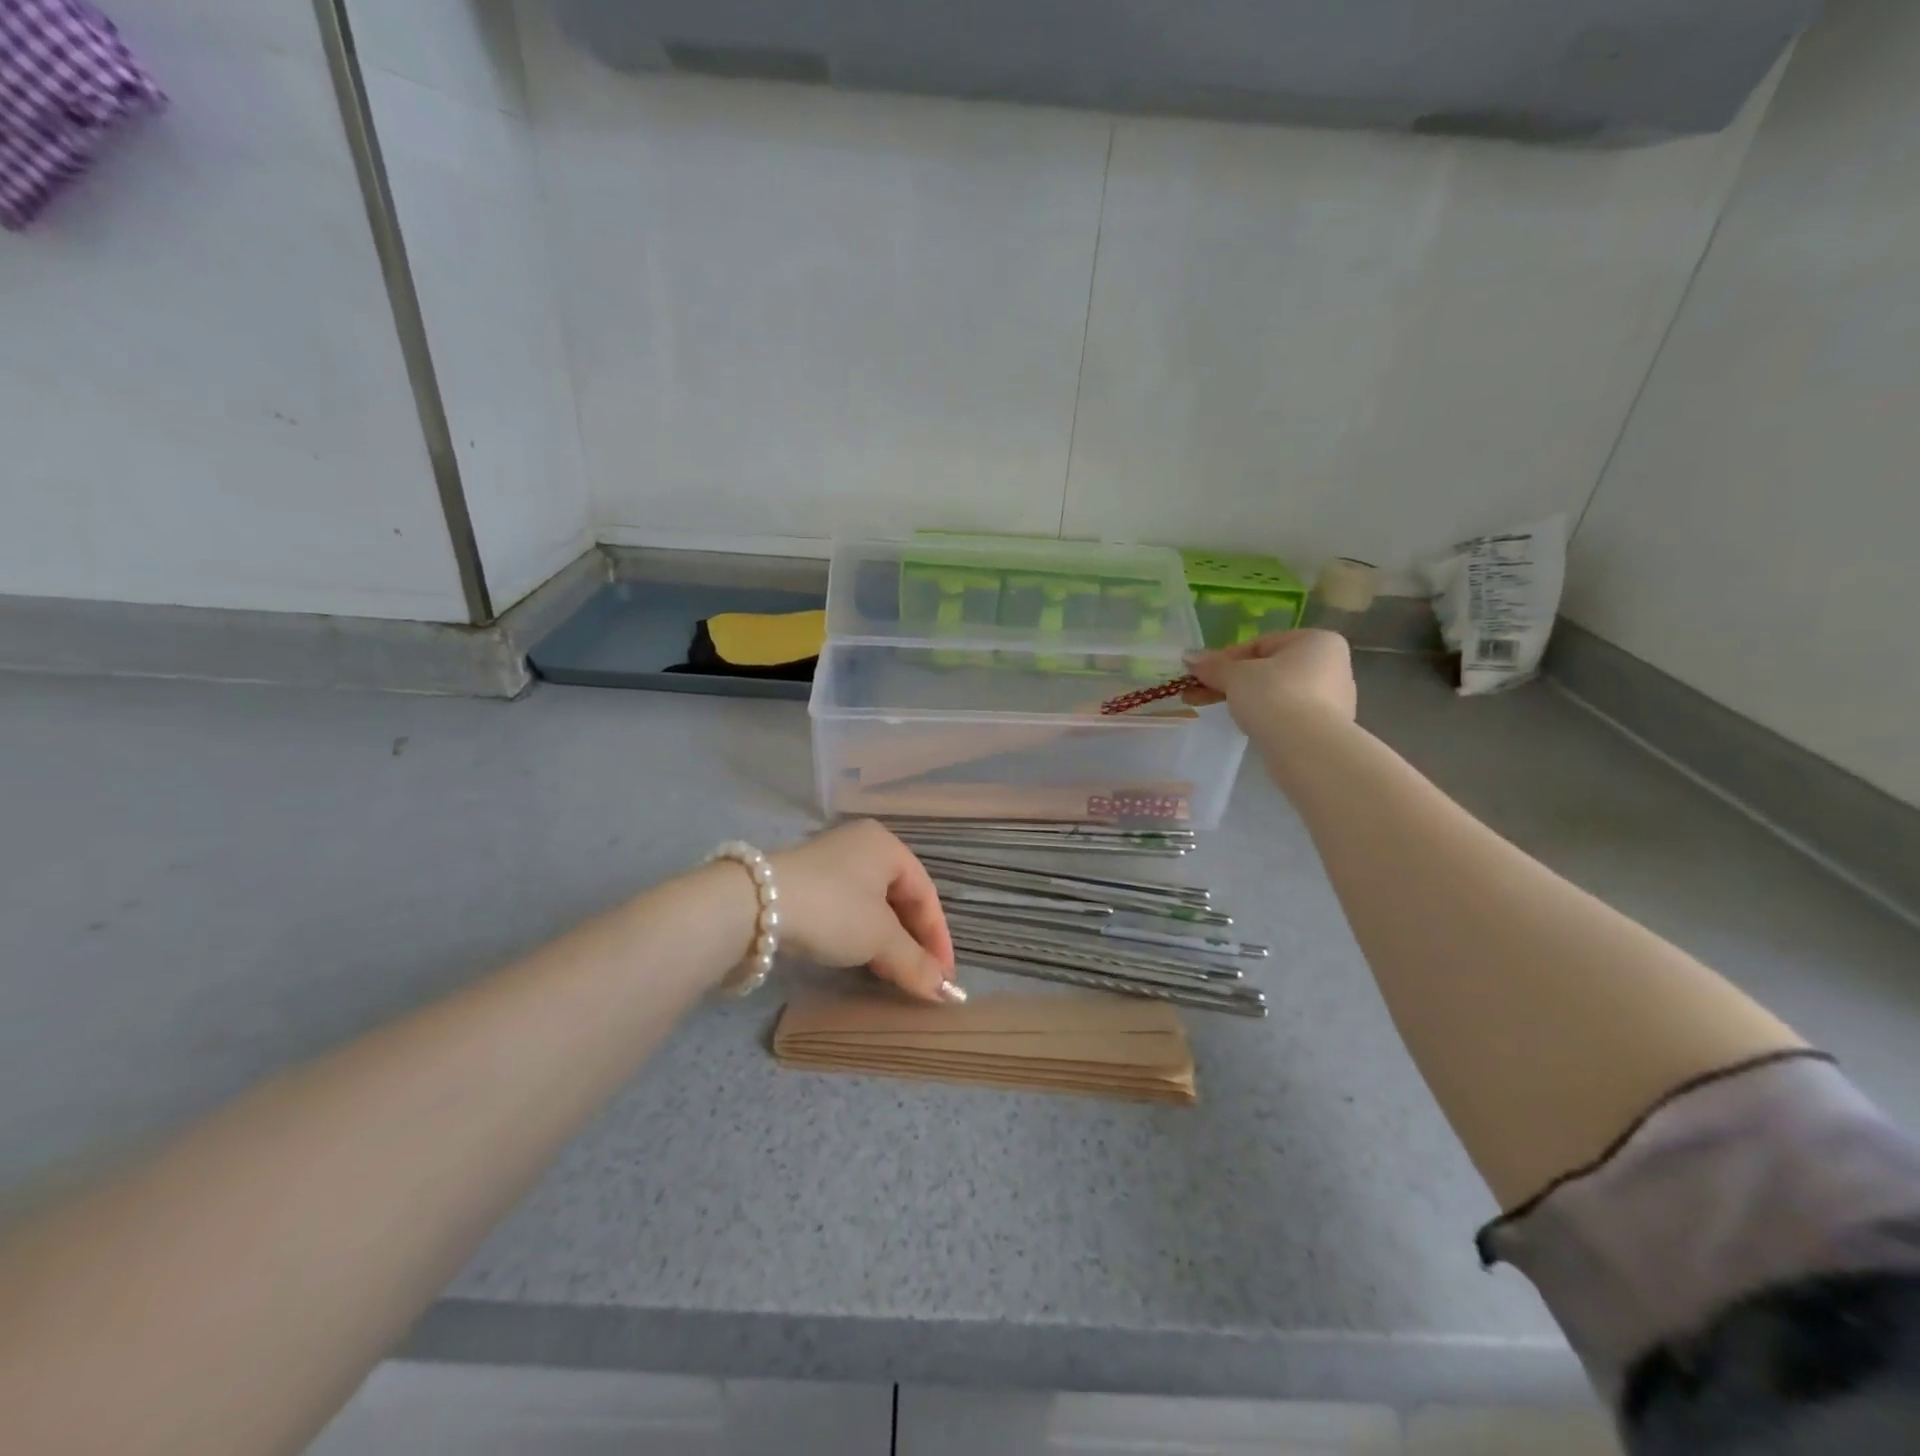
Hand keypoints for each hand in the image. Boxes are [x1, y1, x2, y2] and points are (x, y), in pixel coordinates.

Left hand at [771, 820, 962, 1003]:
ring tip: (892, 974)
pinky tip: (860, 958)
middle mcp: (862, 845)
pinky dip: (860, 934)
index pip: (926, 894)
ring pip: (873, 906)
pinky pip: (847, 908)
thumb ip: (916, 963)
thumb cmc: (833, 910)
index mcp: (887, 846)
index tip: (943, 977)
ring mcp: (831, 861)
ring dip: (887, 942)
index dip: (939, 938)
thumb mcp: (879, 939)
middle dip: (912, 941)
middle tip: (919, 977)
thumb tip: (947, 993)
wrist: (754, 905)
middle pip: (900, 898)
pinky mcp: (806, 881)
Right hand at [1181, 629, 1357, 733]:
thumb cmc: (1274, 696)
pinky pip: (1288, 714)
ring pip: (1278, 692)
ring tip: (1221, 710)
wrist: (1306, 748)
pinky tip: (1249, 726)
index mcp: (1317, 641)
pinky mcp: (1327, 727)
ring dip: (1247, 698)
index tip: (1202, 674)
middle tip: (1203, 693)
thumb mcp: (1235, 676)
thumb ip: (1213, 666)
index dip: (1226, 658)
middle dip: (1233, 680)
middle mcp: (1332, 665)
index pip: (1260, 644)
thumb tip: (1188, 657)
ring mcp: (1334, 699)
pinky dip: (1266, 716)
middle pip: (1269, 668)